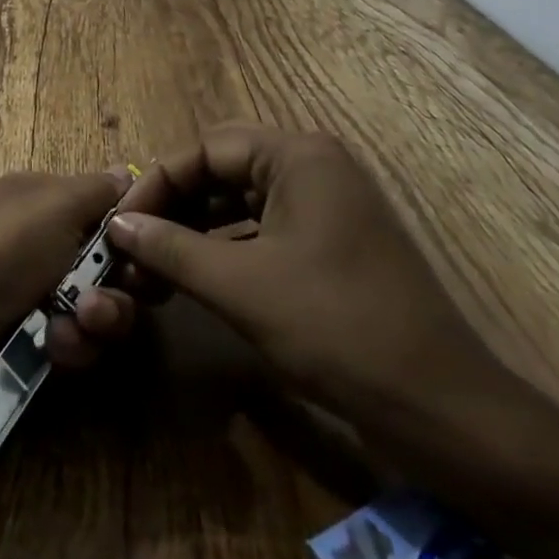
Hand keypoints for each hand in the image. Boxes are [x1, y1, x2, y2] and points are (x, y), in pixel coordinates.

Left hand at [0, 168, 138, 423]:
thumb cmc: (1, 244)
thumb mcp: (55, 202)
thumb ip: (100, 190)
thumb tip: (128, 173)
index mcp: (49, 203)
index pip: (111, 216)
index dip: (137, 233)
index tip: (152, 246)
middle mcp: (49, 247)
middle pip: (115, 269)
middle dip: (125, 285)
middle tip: (116, 290)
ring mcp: (40, 300)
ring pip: (102, 314)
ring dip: (100, 320)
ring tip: (77, 322)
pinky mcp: (33, 349)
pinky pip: (77, 348)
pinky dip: (71, 347)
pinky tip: (52, 345)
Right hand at [107, 124, 508, 437]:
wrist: (443, 410)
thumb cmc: (336, 328)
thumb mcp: (241, 286)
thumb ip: (170, 248)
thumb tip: (116, 225)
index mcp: (298, 154)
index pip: (206, 149)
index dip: (156, 184)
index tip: (119, 225)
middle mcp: (314, 165)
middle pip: (223, 171)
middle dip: (174, 207)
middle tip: (133, 245)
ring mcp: (328, 203)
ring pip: (242, 202)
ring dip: (196, 230)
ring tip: (155, 268)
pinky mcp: (333, 242)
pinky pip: (265, 229)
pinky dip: (227, 249)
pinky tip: (197, 278)